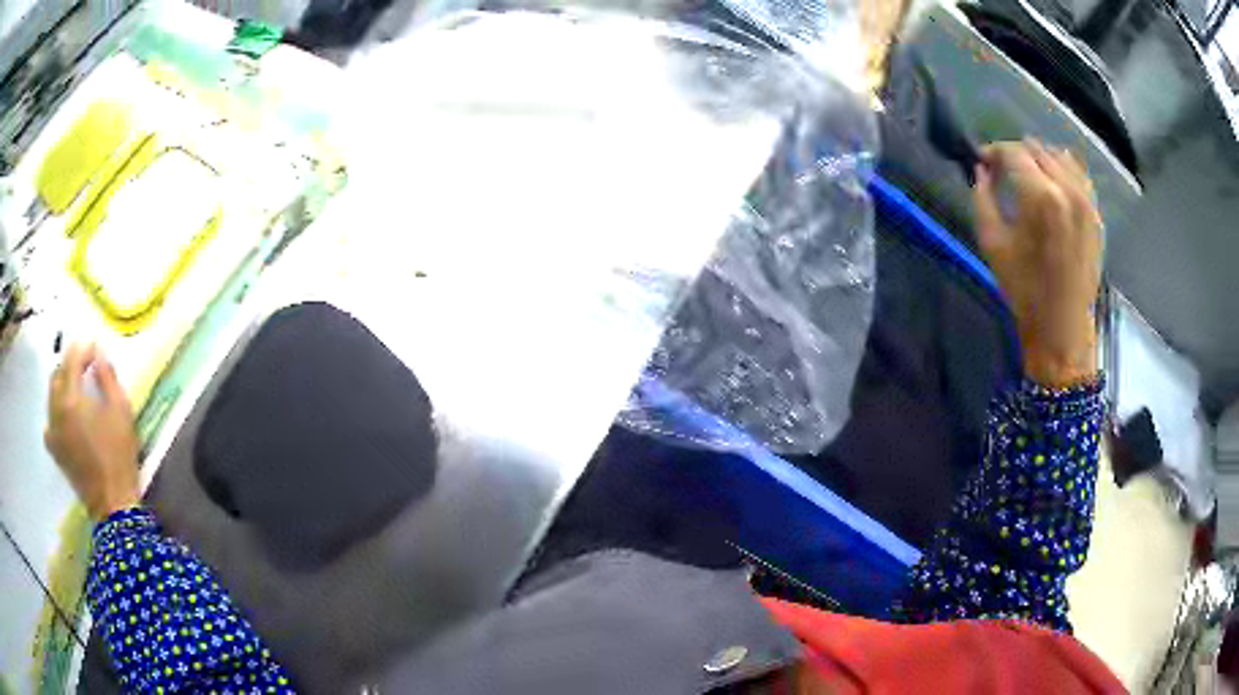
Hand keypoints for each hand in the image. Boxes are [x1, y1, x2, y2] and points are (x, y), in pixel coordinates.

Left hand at [44, 343, 140, 519]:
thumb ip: (108, 378)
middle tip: (84, 362)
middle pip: (58, 374)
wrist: (112, 503)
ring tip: (74, 385)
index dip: (83, 349)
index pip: (72, 360)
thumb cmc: (119, 456)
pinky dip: (55, 410)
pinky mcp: (54, 449)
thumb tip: (99, 356)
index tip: (95, 346)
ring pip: (51, 395)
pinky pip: (49, 420)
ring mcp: (52, 431)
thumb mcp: (121, 411)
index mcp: (71, 398)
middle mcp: (56, 409)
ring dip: (61, 384)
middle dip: (69, 363)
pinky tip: (63, 415)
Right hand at [975, 139, 1101, 388]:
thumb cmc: (1024, 289)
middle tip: (1002, 170)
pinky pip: (1079, 174)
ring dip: (1039, 158)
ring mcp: (1086, 200)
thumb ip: (983, 197)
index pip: (1013, 152)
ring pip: (1059, 156)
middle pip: (1036, 149)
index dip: (993, 151)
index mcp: (1040, 196)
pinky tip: (1053, 180)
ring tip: (1027, 174)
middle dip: (1015, 154)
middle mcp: (1067, 189)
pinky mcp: (1095, 213)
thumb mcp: (992, 243)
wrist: (1062, 327)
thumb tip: (982, 170)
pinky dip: (1063, 169)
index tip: (982, 160)